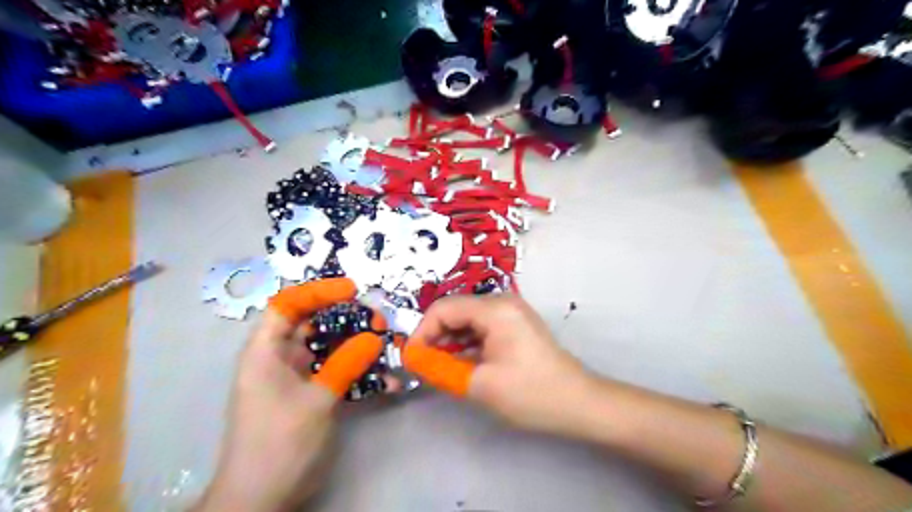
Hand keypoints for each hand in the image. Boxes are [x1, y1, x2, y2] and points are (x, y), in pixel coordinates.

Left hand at [200, 281, 384, 511]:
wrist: (262, 499)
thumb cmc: (278, 444)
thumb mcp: (316, 401)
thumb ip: (346, 365)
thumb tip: (373, 337)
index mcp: (266, 352)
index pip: (287, 305)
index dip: (317, 292)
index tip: (351, 290)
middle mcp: (280, 359)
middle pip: (314, 325)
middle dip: (349, 320)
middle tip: (380, 321)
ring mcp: (298, 378)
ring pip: (331, 349)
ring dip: (360, 347)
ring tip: (389, 348)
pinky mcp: (312, 395)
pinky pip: (338, 374)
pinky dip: (360, 375)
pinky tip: (387, 383)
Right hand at [409, 296, 595, 434]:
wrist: (578, 403)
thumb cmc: (530, 393)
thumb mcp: (479, 384)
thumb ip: (440, 369)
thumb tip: (412, 360)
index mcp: (494, 309)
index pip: (443, 309)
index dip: (421, 332)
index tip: (411, 359)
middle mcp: (502, 301)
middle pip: (455, 311)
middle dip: (434, 336)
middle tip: (423, 365)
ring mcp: (510, 312)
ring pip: (466, 319)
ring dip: (449, 341)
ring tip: (439, 366)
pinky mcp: (514, 324)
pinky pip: (481, 327)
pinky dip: (466, 343)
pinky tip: (460, 363)